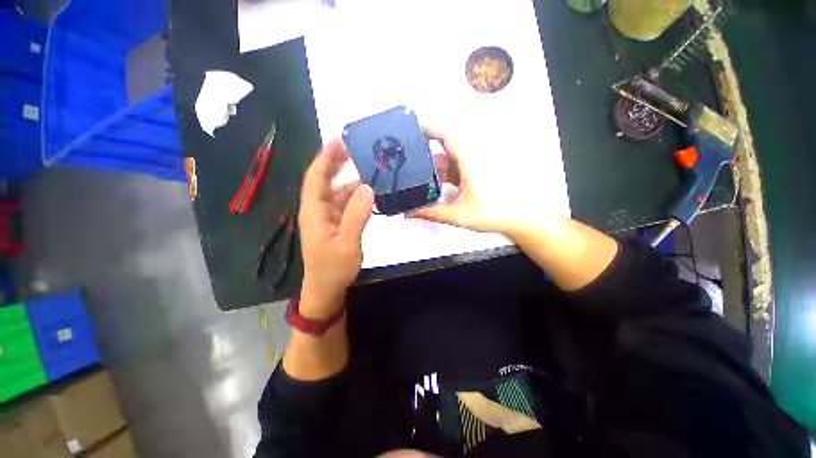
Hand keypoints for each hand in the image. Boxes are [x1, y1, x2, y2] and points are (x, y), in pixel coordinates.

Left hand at [298, 139, 374, 318]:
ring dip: (348, 179)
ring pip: (336, 192)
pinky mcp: (334, 224)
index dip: (325, 158)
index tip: (338, 140)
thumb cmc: (333, 269)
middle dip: (336, 163)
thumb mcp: (347, 243)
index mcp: (314, 211)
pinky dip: (354, 195)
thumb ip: (357, 216)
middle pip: (324, 180)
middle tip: (353, 148)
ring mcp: (326, 217)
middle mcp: (317, 210)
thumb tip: (367, 187)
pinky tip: (366, 192)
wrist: (326, 290)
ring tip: (366, 167)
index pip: (316, 177)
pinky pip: (343, 204)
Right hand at [409, 127, 549, 234]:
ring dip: (432, 166)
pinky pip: (453, 166)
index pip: (445, 134)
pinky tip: (433, 185)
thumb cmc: (496, 213)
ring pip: (447, 157)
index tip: (410, 125)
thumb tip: (410, 212)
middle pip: (442, 146)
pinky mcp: (473, 170)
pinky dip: (441, 173)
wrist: (518, 217)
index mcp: (469, 161)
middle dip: (423, 151)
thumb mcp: (458, 215)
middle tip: (405, 160)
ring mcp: (473, 163)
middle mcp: (471, 157)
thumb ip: (431, 213)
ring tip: (415, 177)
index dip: (427, 126)